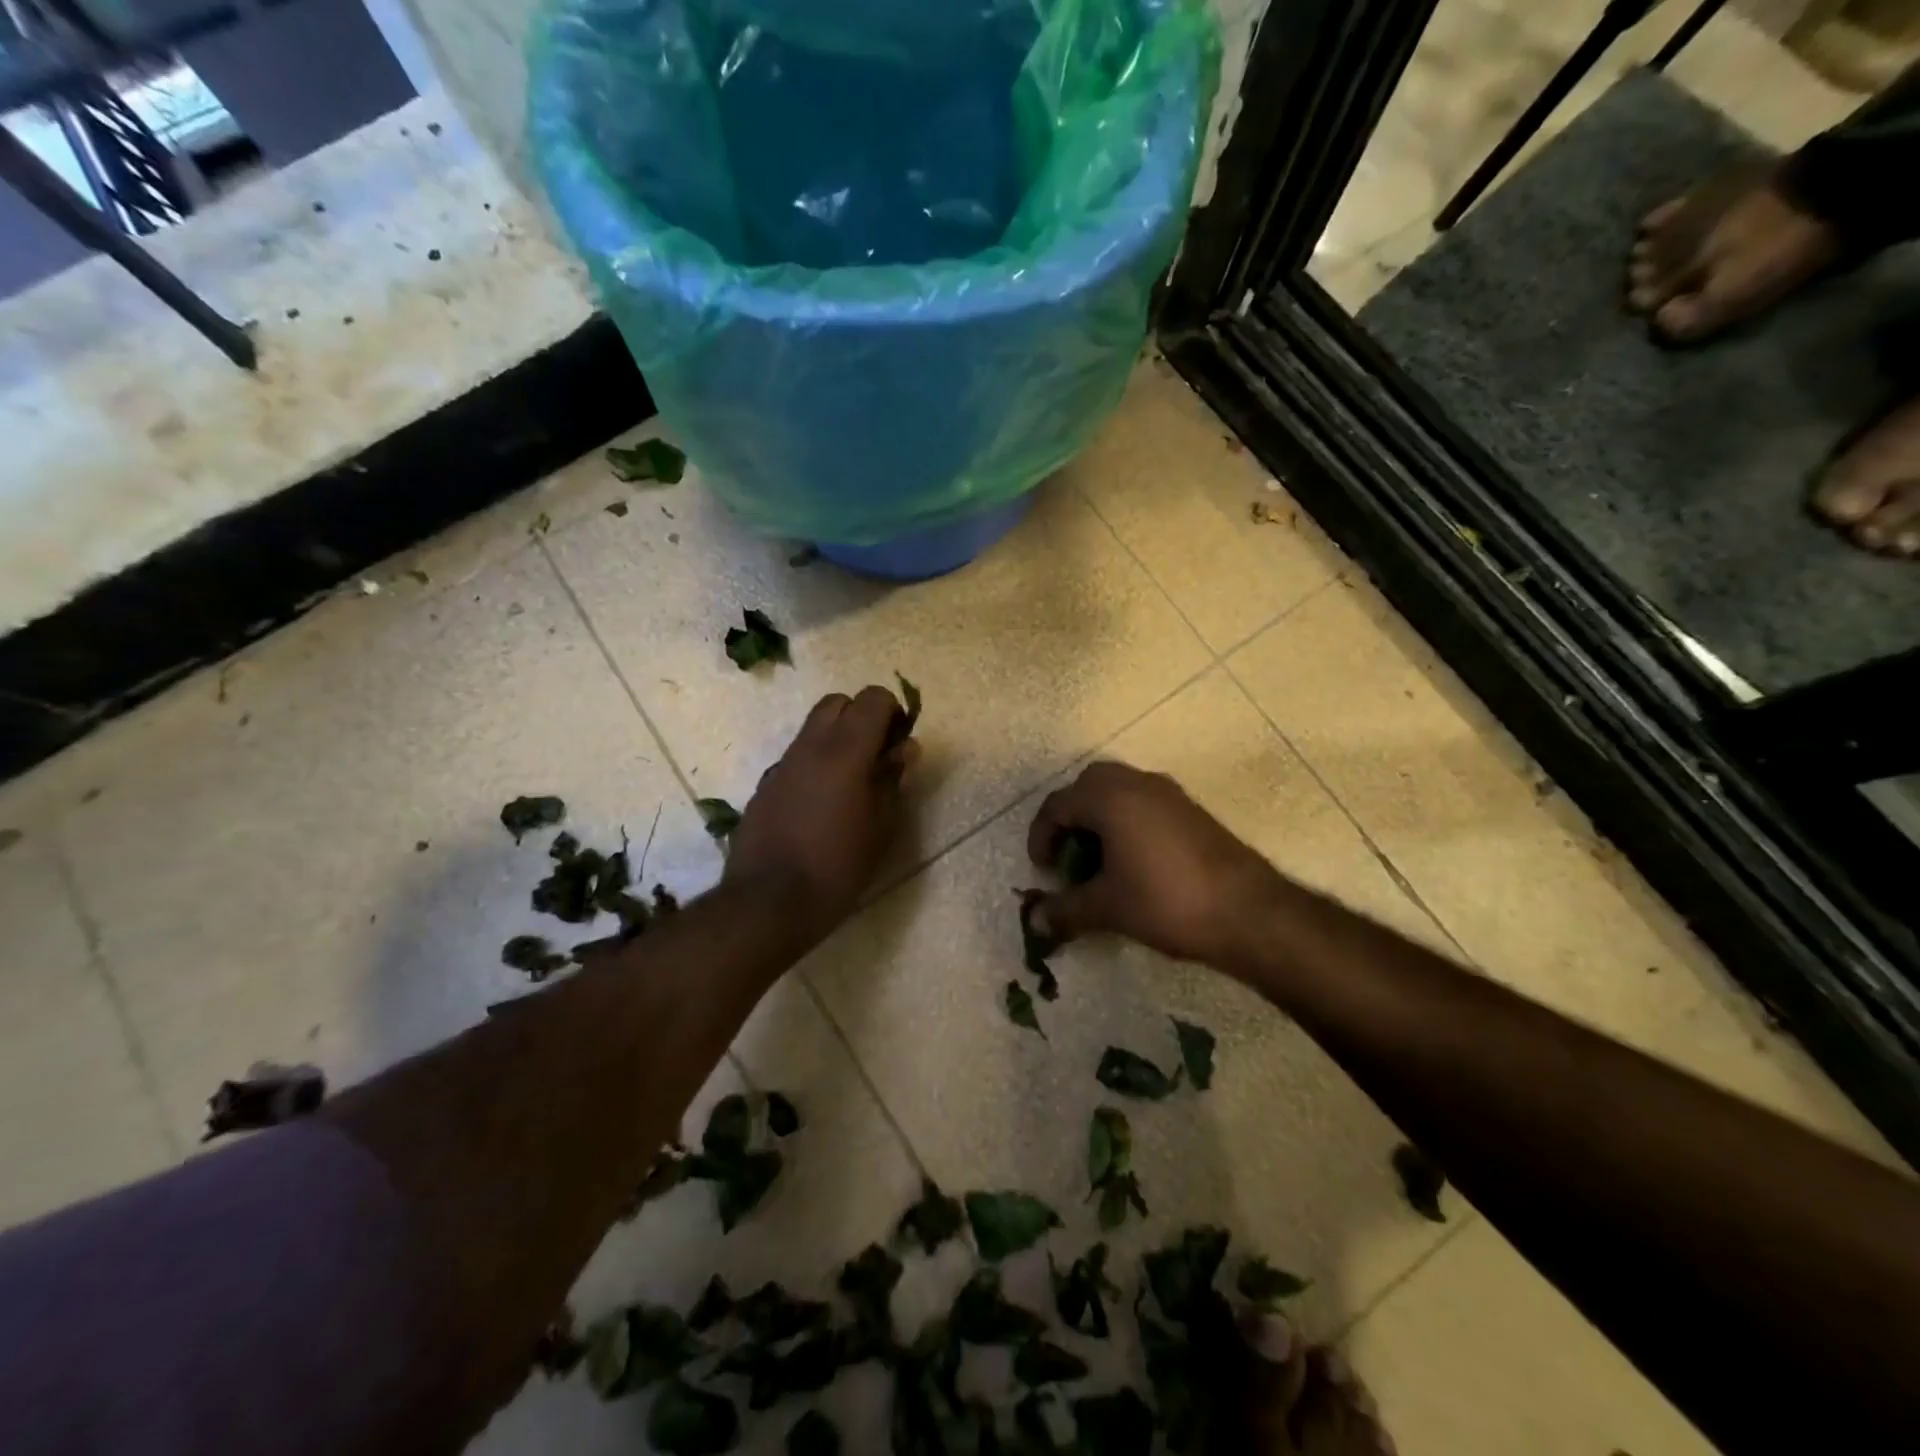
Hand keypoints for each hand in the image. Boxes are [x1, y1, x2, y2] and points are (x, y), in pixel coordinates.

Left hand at [725, 686, 918, 942]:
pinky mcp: (765, 785)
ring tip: (850, 784)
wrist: (768, 903)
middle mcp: (809, 746)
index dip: (893, 713)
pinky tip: (820, 805)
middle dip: (861, 718)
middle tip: (876, 757)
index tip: (900, 746)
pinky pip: (796, 757)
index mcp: (844, 751)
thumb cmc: (837, 867)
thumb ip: (892, 779)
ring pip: (813, 728)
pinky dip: (815, 763)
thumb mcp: (881, 827)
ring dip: (837, 740)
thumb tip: (904, 748)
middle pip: (838, 703)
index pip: (873, 698)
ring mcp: (782, 764)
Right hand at [1026, 761, 1284, 966]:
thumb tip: (1035, 921)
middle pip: (1087, 786)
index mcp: (1109, 798)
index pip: (1057, 805)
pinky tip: (1134, 863)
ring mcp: (1169, 793)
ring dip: (1100, 818)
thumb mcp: (1107, 908)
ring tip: (1099, 862)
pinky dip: (1127, 822)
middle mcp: (1137, 783)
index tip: (1043, 871)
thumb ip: (1065, 909)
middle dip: (1070, 818)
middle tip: (1068, 856)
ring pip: (1119, 791)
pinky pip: (1144, 802)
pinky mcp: (1191, 810)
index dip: (1041, 837)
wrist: (1248, 912)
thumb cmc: (1165, 902)